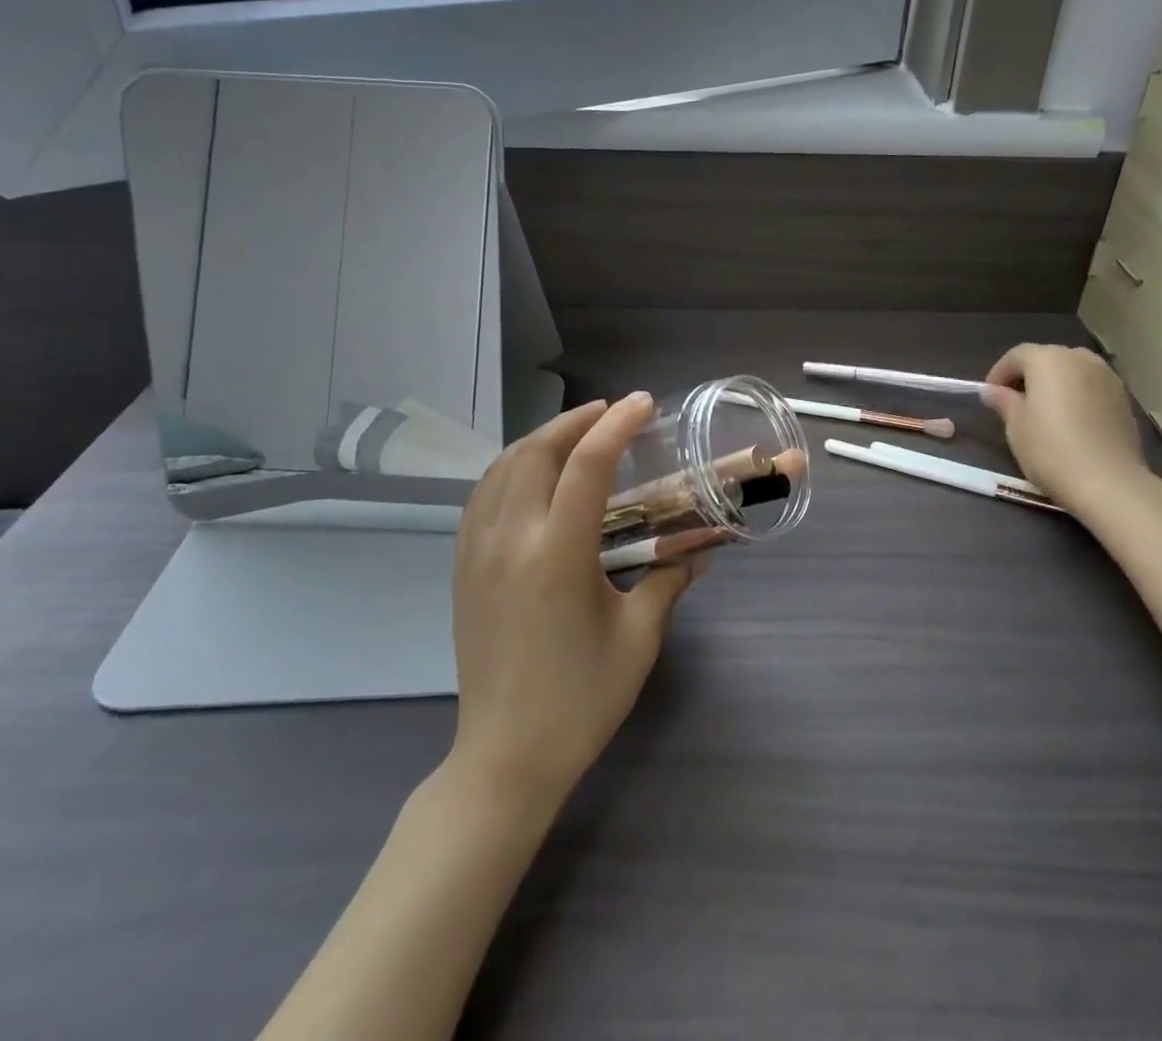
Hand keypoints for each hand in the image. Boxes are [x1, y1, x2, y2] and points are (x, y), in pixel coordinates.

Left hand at [449, 392, 704, 808]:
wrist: (505, 757)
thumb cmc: (580, 700)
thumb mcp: (638, 638)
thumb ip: (668, 582)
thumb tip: (699, 551)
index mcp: (557, 556)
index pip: (587, 466)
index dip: (617, 425)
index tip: (641, 403)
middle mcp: (510, 541)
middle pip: (536, 452)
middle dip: (575, 420)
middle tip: (610, 412)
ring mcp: (477, 553)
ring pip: (502, 467)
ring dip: (540, 438)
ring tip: (575, 433)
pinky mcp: (462, 568)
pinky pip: (481, 496)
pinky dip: (510, 467)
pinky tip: (531, 473)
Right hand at [981, 345, 1154, 517]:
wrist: (1108, 483)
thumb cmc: (1050, 449)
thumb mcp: (1016, 426)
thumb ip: (1004, 401)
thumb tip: (993, 391)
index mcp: (1049, 359)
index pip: (1017, 355)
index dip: (1000, 372)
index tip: (990, 395)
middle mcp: (1080, 359)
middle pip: (1048, 358)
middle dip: (1029, 376)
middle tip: (1016, 402)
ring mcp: (1108, 378)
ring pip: (1073, 372)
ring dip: (1056, 385)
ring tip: (1045, 412)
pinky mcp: (1124, 400)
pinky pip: (1092, 389)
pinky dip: (1078, 397)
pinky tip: (1071, 423)